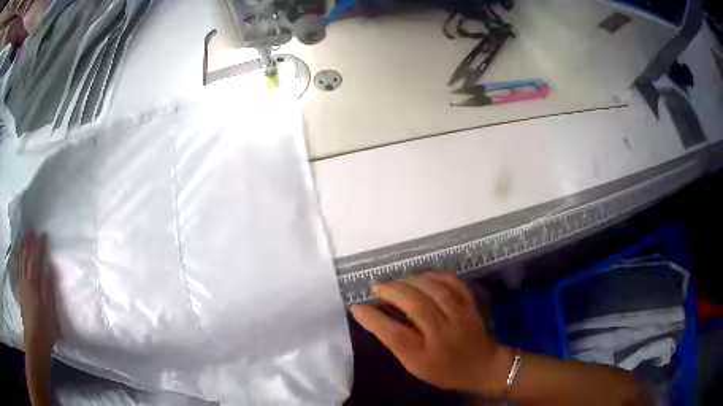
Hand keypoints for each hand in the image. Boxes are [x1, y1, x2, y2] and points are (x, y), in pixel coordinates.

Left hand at [16, 231, 57, 362]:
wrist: (35, 341)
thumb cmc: (44, 328)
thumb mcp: (50, 311)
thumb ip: (49, 289)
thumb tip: (50, 268)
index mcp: (34, 284)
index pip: (36, 260)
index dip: (39, 247)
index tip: (43, 235)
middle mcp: (26, 281)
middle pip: (26, 258)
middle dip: (28, 243)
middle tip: (31, 231)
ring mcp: (22, 286)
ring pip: (21, 263)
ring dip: (22, 249)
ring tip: (24, 239)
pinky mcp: (21, 293)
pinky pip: (18, 272)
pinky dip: (18, 262)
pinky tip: (19, 260)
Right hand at [351, 272, 509, 394]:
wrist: (481, 365)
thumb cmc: (443, 369)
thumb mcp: (414, 364)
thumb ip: (395, 342)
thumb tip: (373, 318)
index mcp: (426, 353)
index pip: (395, 333)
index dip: (373, 318)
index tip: (357, 306)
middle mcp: (443, 331)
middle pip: (414, 304)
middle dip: (391, 291)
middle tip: (376, 287)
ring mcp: (459, 314)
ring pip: (433, 288)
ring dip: (409, 280)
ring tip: (395, 281)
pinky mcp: (469, 303)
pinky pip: (452, 281)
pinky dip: (434, 274)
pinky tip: (422, 275)